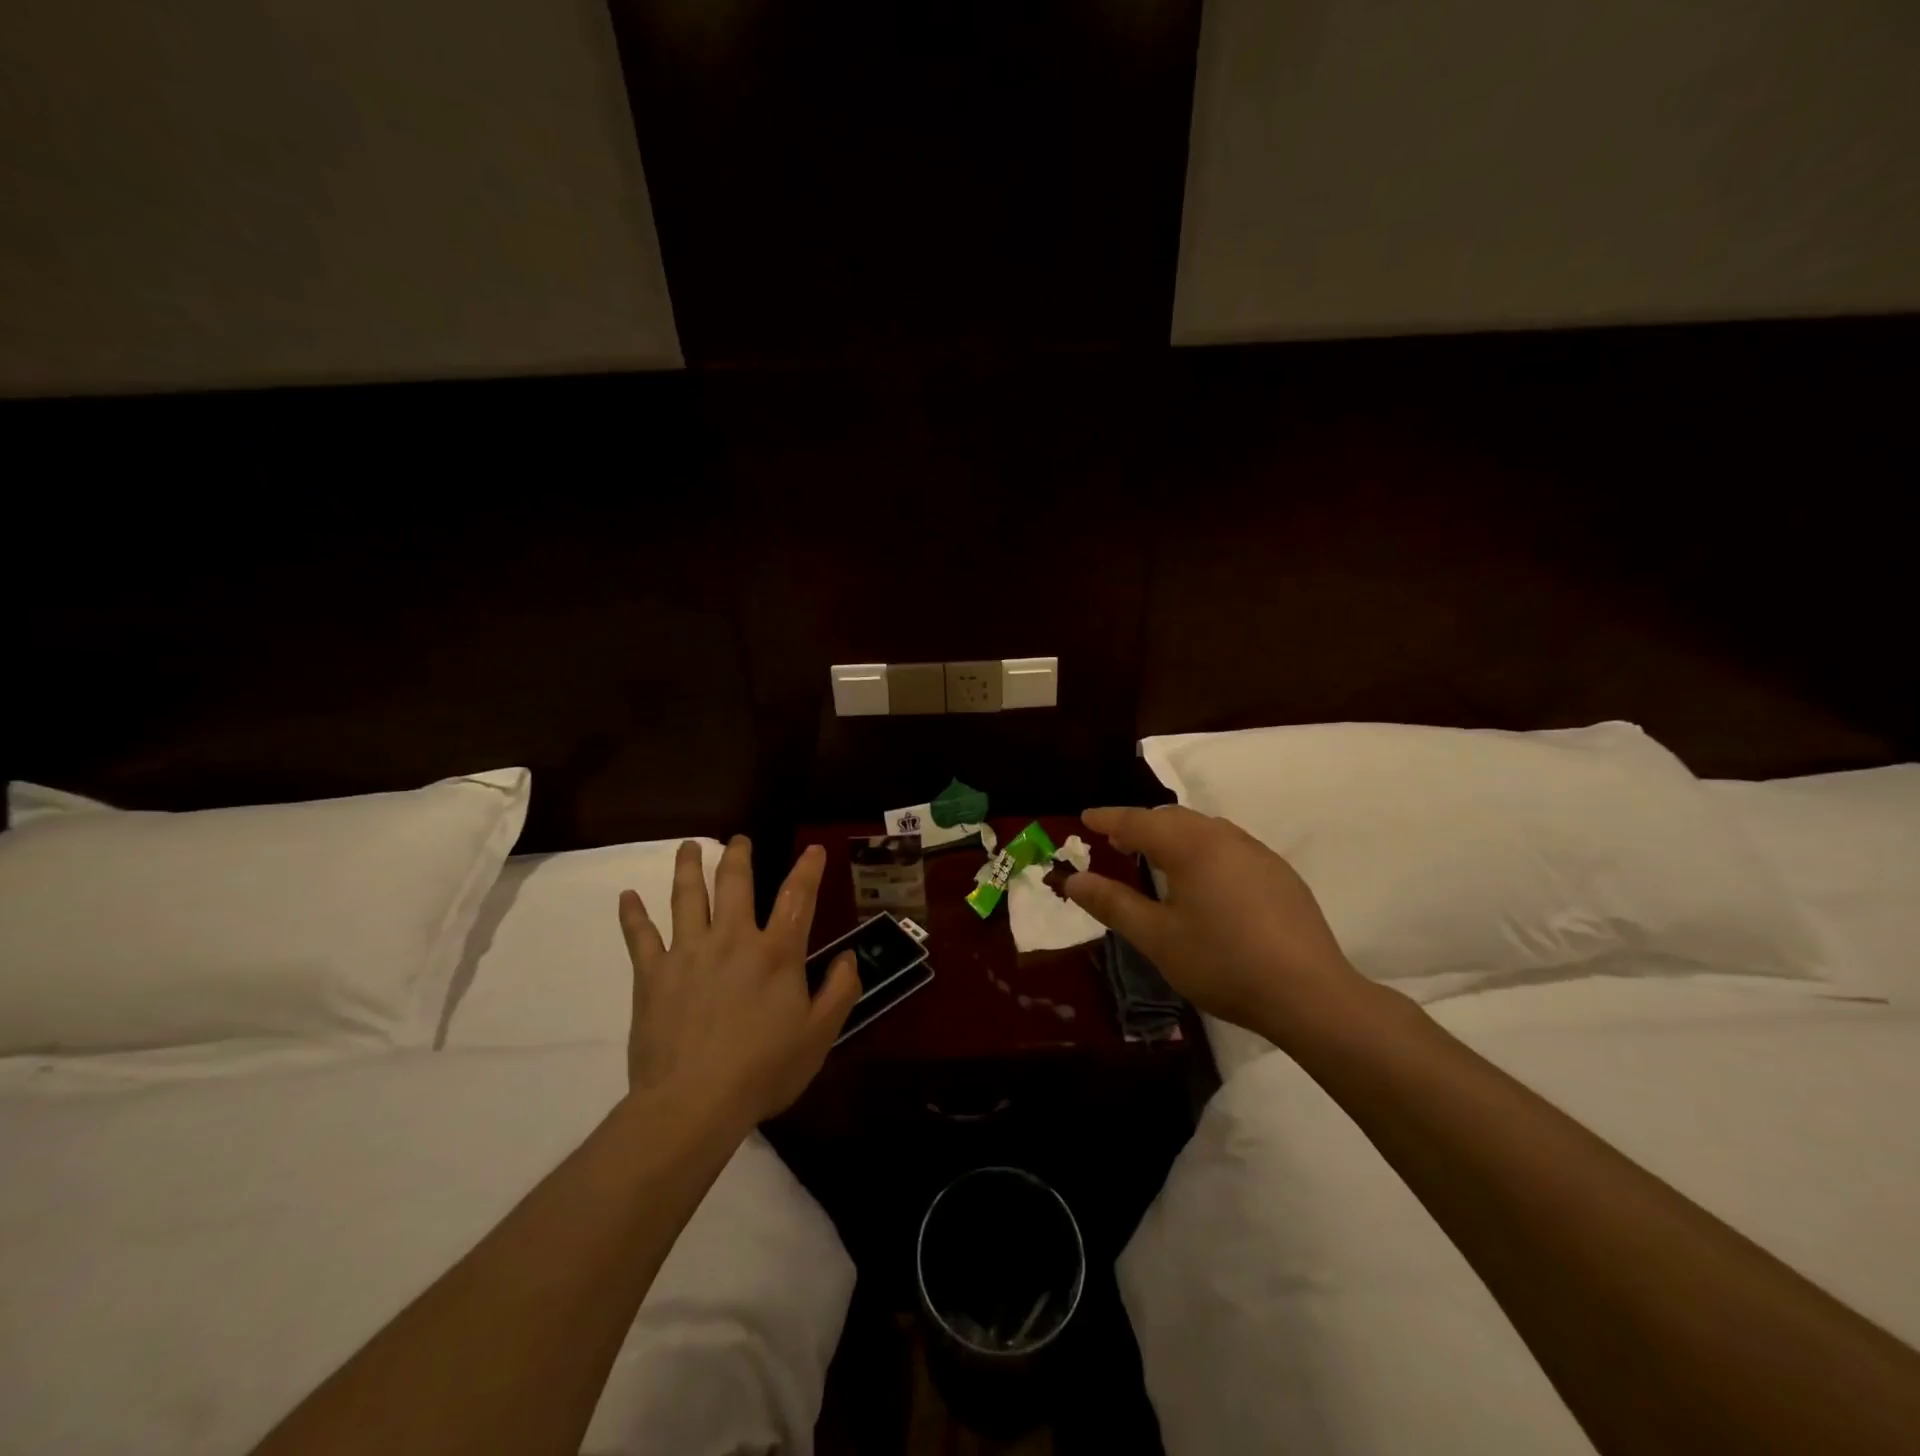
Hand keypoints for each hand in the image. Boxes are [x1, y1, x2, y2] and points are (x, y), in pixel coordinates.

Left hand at [618, 839, 859, 1126]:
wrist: (693, 1103)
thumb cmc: (763, 1070)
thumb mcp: (819, 1036)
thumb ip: (840, 991)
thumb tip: (849, 957)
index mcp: (775, 953)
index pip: (797, 897)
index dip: (808, 870)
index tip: (814, 849)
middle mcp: (731, 940)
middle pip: (733, 884)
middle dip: (738, 856)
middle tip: (738, 839)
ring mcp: (688, 953)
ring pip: (686, 897)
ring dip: (687, 868)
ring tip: (688, 847)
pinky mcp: (652, 975)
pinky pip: (640, 937)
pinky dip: (633, 914)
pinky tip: (627, 897)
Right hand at [1064, 806, 1371, 1046]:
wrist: (1310, 994)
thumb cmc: (1223, 963)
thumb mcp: (1158, 938)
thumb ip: (1113, 904)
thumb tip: (1073, 881)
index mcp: (1191, 847)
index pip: (1139, 822)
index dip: (1108, 818)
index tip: (1085, 817)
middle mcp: (1225, 838)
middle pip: (1174, 818)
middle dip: (1141, 824)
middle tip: (1116, 840)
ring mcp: (1258, 854)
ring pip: (1205, 829)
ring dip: (1174, 835)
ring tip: (1157, 857)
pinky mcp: (1280, 874)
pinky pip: (1230, 846)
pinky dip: (1204, 849)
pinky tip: (1205, 879)